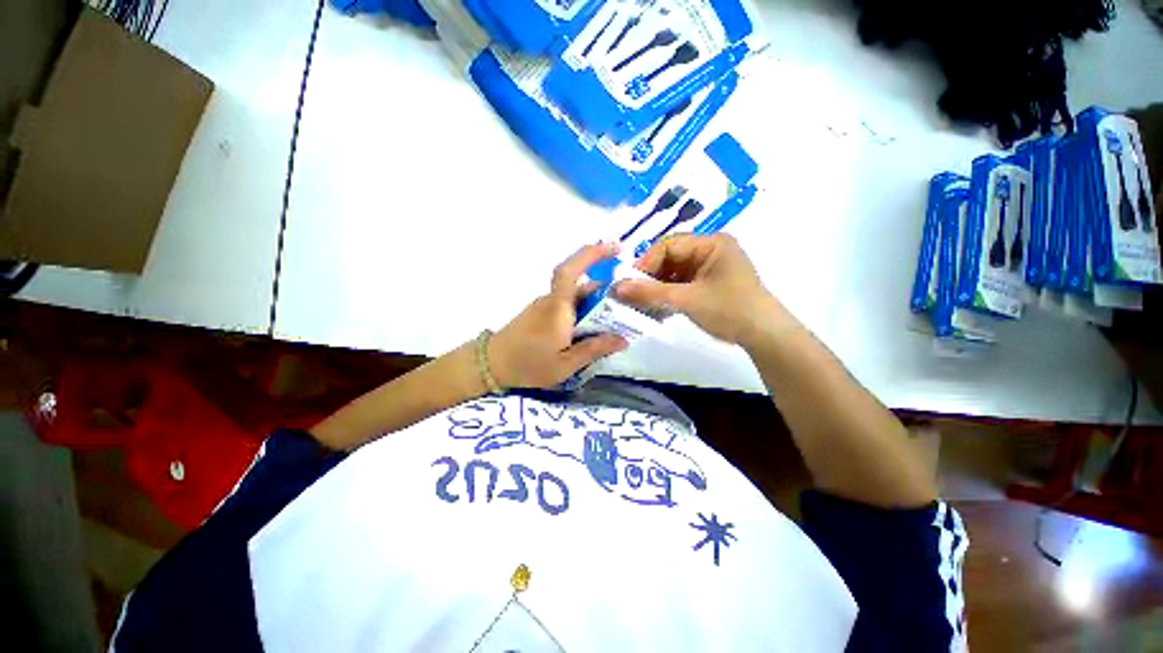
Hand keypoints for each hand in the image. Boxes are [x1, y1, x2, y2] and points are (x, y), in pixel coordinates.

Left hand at [490, 243, 628, 388]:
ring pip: (575, 295)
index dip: (592, 254)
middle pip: (581, 284)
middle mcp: (552, 300)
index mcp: (558, 308)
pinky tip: (590, 328)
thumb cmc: (528, 365)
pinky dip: (583, 310)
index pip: (572, 270)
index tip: (615, 247)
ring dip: (594, 302)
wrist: (492, 365)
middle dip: (604, 289)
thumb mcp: (565, 364)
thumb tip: (622, 339)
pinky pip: (568, 304)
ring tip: (613, 321)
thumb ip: (593, 349)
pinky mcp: (541, 312)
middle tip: (627, 303)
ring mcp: (545, 305)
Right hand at [615, 234, 792, 346]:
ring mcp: (709, 268)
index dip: (646, 262)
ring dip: (657, 289)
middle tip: (631, 295)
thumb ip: (650, 293)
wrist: (763, 336)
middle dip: (650, 278)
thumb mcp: (687, 300)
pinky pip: (681, 285)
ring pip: (673, 273)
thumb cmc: (729, 310)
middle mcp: (710, 251)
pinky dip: (668, 296)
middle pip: (670, 259)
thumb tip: (615, 288)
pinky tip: (655, 309)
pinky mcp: (707, 284)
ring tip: (641, 304)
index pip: (669, 245)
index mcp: (711, 243)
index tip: (628, 282)